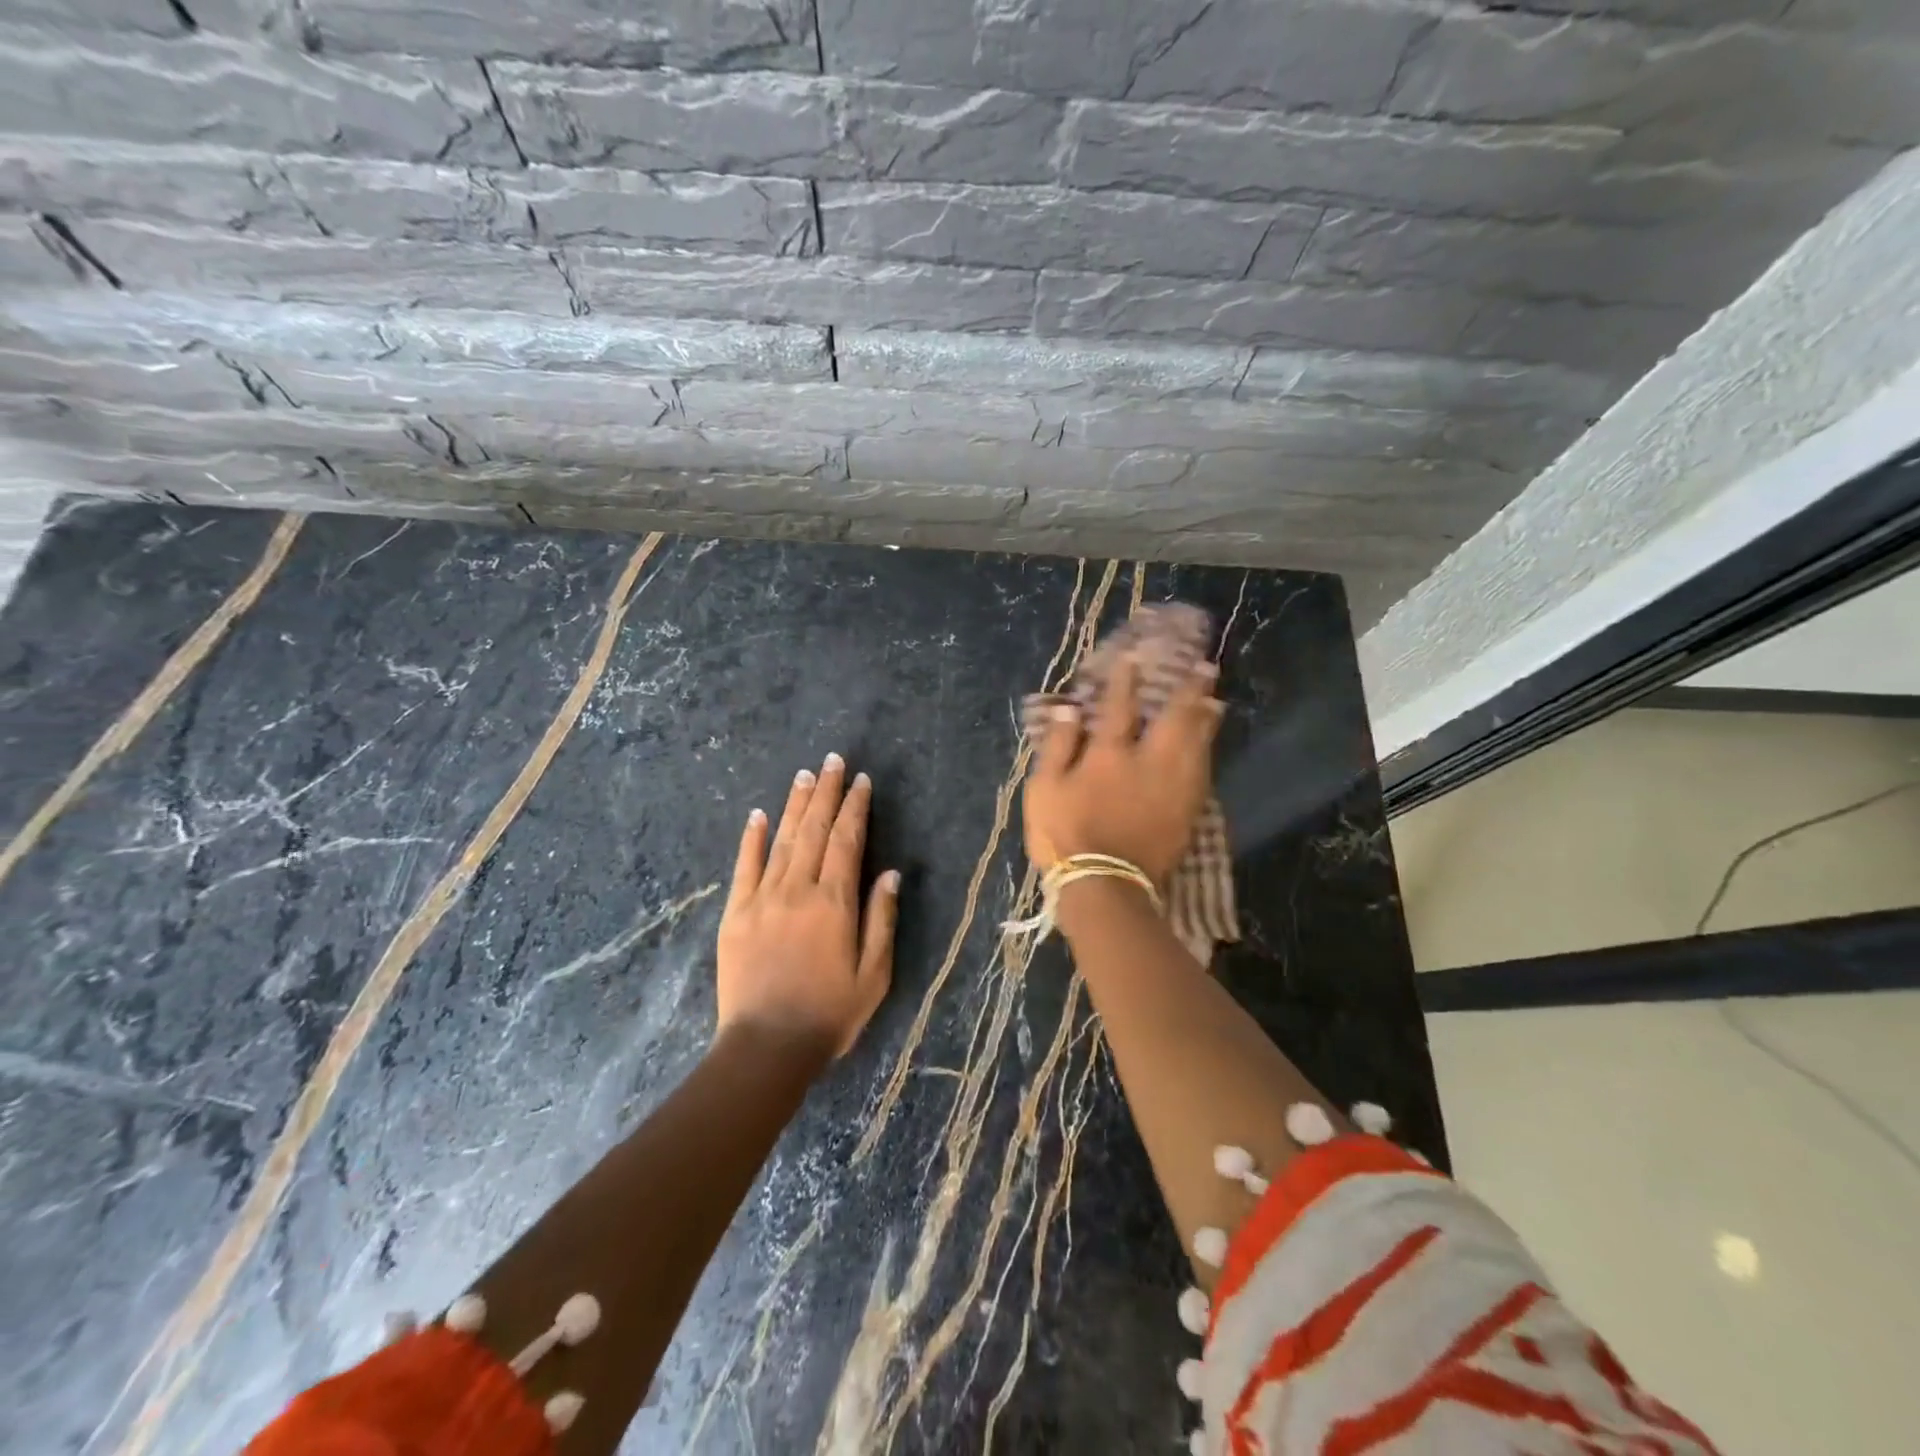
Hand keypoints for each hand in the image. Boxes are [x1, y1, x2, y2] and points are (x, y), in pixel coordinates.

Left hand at [717, 753, 898, 1061]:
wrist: (766, 1047)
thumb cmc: (830, 1014)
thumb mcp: (874, 974)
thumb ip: (881, 919)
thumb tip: (890, 872)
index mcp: (835, 903)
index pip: (847, 841)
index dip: (855, 808)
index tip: (861, 781)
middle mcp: (798, 890)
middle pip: (814, 830)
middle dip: (826, 793)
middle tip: (832, 761)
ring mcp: (762, 899)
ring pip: (781, 840)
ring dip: (794, 805)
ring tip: (804, 775)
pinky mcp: (736, 914)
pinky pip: (744, 867)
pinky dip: (751, 839)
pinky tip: (757, 815)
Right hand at [1023, 654, 1223, 885]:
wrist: (1102, 886)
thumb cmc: (1064, 834)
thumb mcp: (1044, 788)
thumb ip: (1059, 746)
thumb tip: (1071, 709)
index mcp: (1110, 755)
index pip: (1121, 708)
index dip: (1127, 681)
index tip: (1136, 657)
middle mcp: (1149, 763)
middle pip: (1175, 720)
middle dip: (1189, 691)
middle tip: (1205, 669)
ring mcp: (1173, 788)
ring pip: (1197, 745)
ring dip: (1207, 719)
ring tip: (1216, 700)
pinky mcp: (1186, 813)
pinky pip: (1203, 774)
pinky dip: (1207, 754)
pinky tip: (1209, 748)